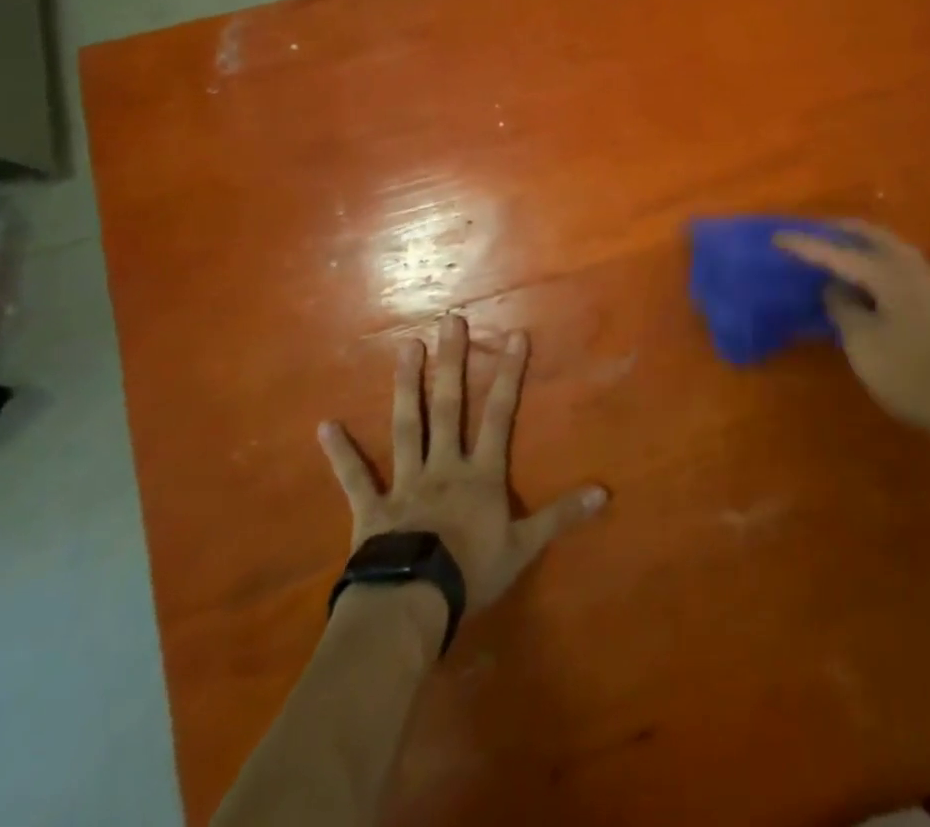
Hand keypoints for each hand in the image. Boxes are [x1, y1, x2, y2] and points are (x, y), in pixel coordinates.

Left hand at [318, 314, 607, 612]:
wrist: (412, 606)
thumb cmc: (471, 574)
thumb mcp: (523, 547)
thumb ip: (560, 516)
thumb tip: (605, 492)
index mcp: (480, 473)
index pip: (500, 415)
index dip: (509, 374)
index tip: (515, 336)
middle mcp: (443, 465)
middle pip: (449, 407)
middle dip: (452, 363)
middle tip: (450, 322)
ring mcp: (404, 482)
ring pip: (406, 426)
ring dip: (407, 386)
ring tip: (406, 347)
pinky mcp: (372, 507)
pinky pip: (354, 477)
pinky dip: (341, 453)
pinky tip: (325, 426)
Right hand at [776, 221, 929, 445]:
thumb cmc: (913, 375)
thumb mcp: (864, 344)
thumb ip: (843, 308)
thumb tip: (835, 287)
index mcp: (890, 273)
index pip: (838, 252)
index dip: (805, 246)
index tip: (777, 237)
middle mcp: (913, 267)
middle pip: (872, 236)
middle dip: (840, 231)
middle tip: (813, 232)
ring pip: (891, 249)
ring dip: (863, 245)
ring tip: (839, 252)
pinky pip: (901, 266)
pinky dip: (879, 262)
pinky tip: (871, 280)